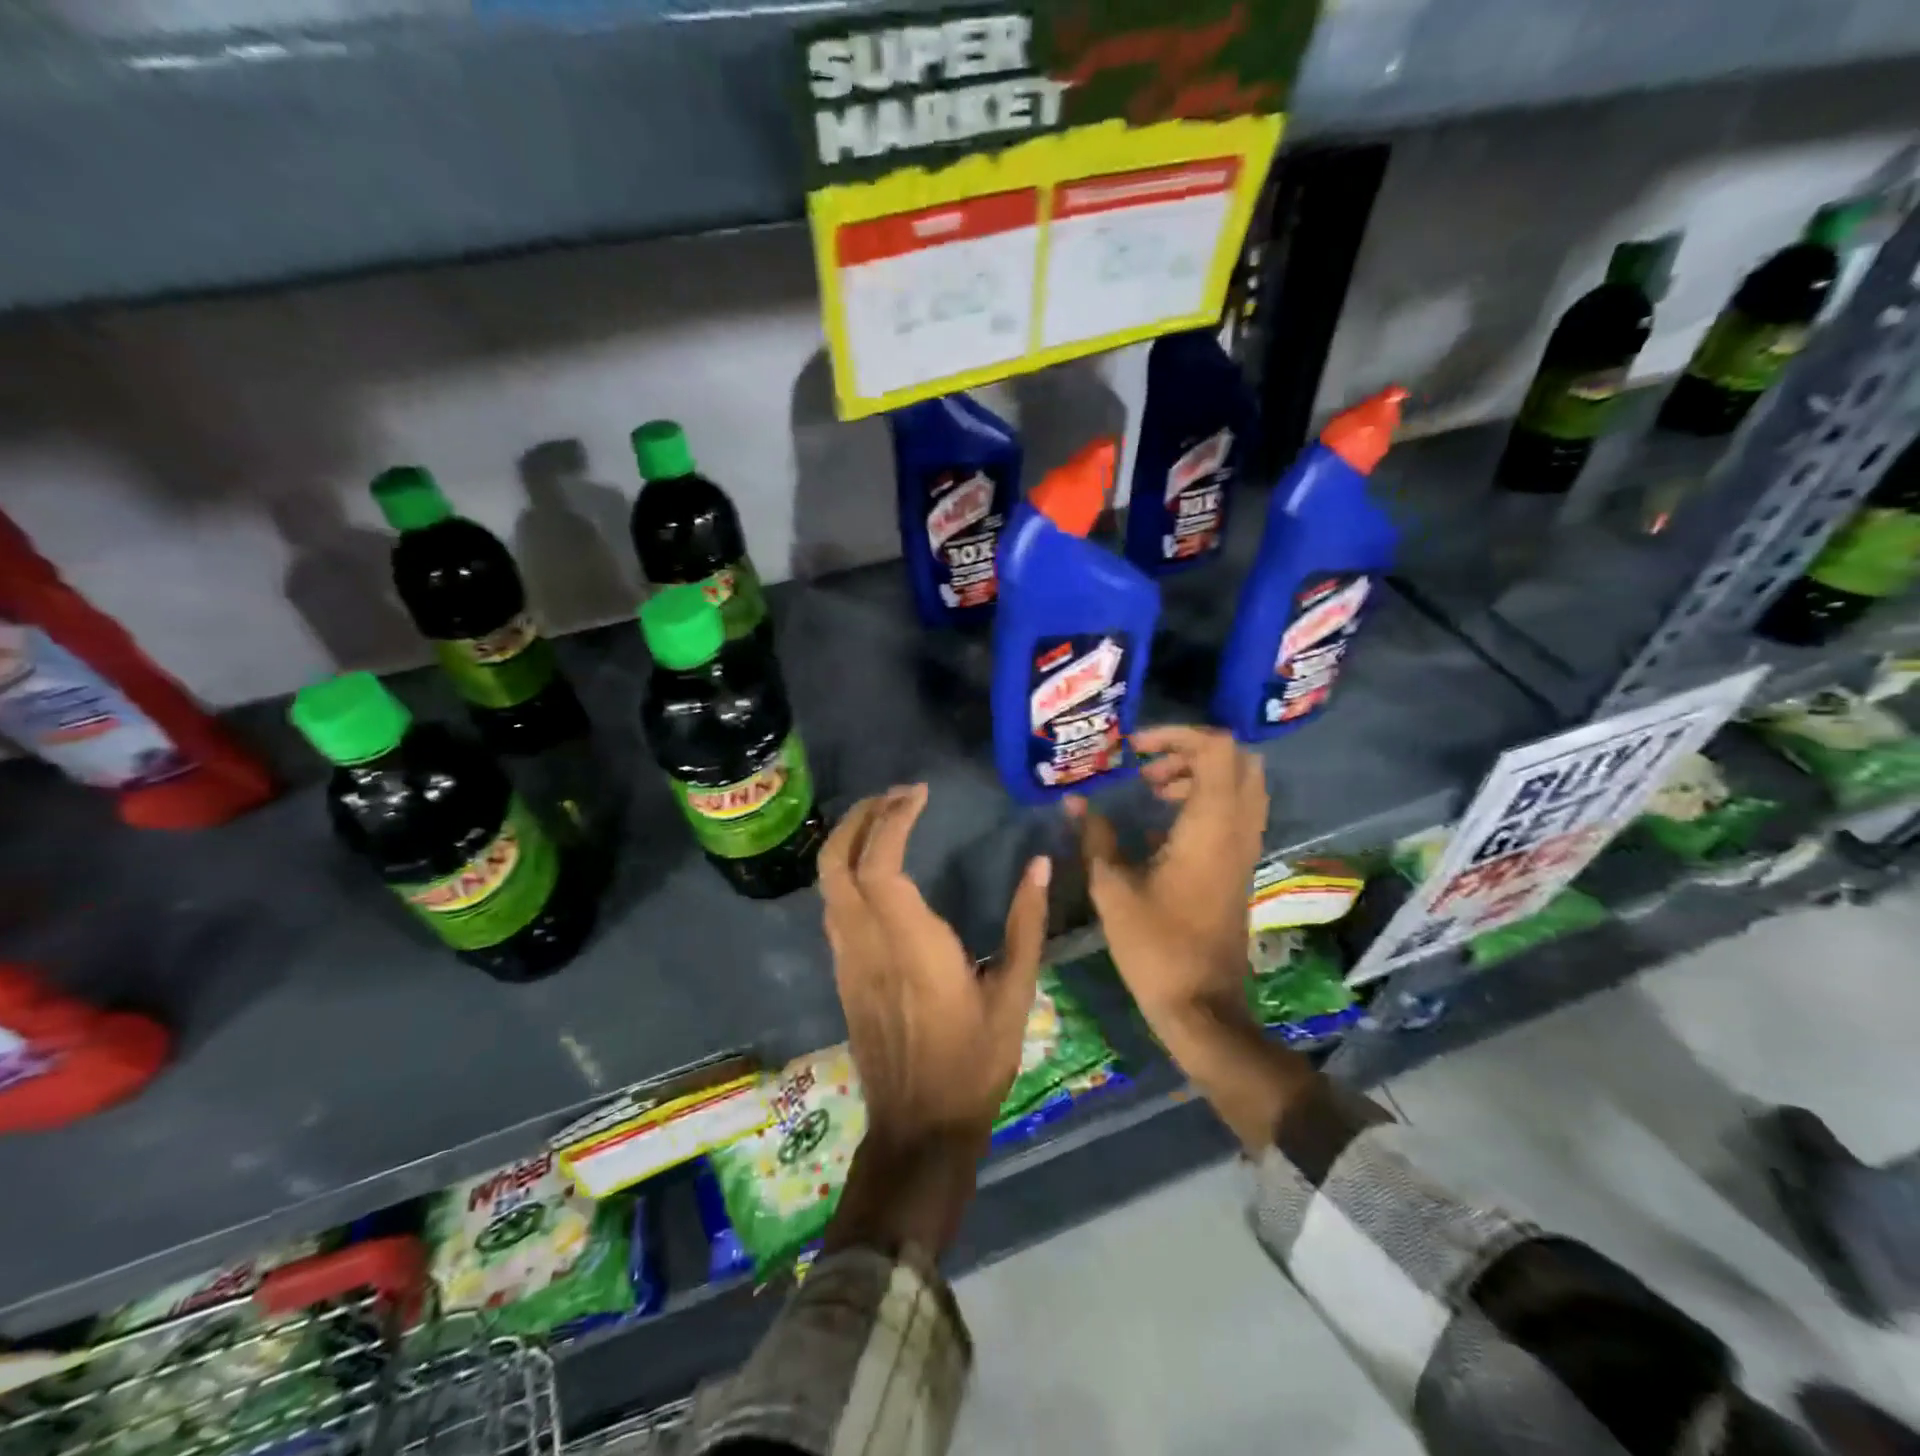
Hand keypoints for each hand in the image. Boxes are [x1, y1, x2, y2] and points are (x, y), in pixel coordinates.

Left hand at [821, 783, 1050, 1150]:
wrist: (919, 1126)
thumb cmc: (974, 1063)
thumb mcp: (1014, 995)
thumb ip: (1026, 925)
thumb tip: (1039, 866)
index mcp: (911, 946)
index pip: (880, 865)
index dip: (892, 820)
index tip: (919, 794)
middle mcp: (868, 944)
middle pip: (836, 863)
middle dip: (859, 817)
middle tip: (896, 795)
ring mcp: (848, 959)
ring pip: (827, 883)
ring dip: (849, 840)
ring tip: (886, 819)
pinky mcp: (842, 973)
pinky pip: (832, 905)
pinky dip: (847, 870)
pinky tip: (877, 868)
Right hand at [1068, 727, 1312, 1151]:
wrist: (1201, 1004)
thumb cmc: (1155, 945)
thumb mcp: (1112, 888)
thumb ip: (1095, 837)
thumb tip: (1074, 802)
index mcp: (1210, 826)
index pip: (1217, 749)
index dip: (1177, 735)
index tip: (1135, 750)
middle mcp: (1236, 829)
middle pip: (1237, 760)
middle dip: (1191, 751)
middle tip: (1148, 770)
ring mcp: (1244, 849)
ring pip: (1240, 786)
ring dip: (1199, 776)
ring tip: (1152, 792)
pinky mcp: (1239, 867)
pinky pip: (1234, 813)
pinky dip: (1205, 801)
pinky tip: (1160, 826)